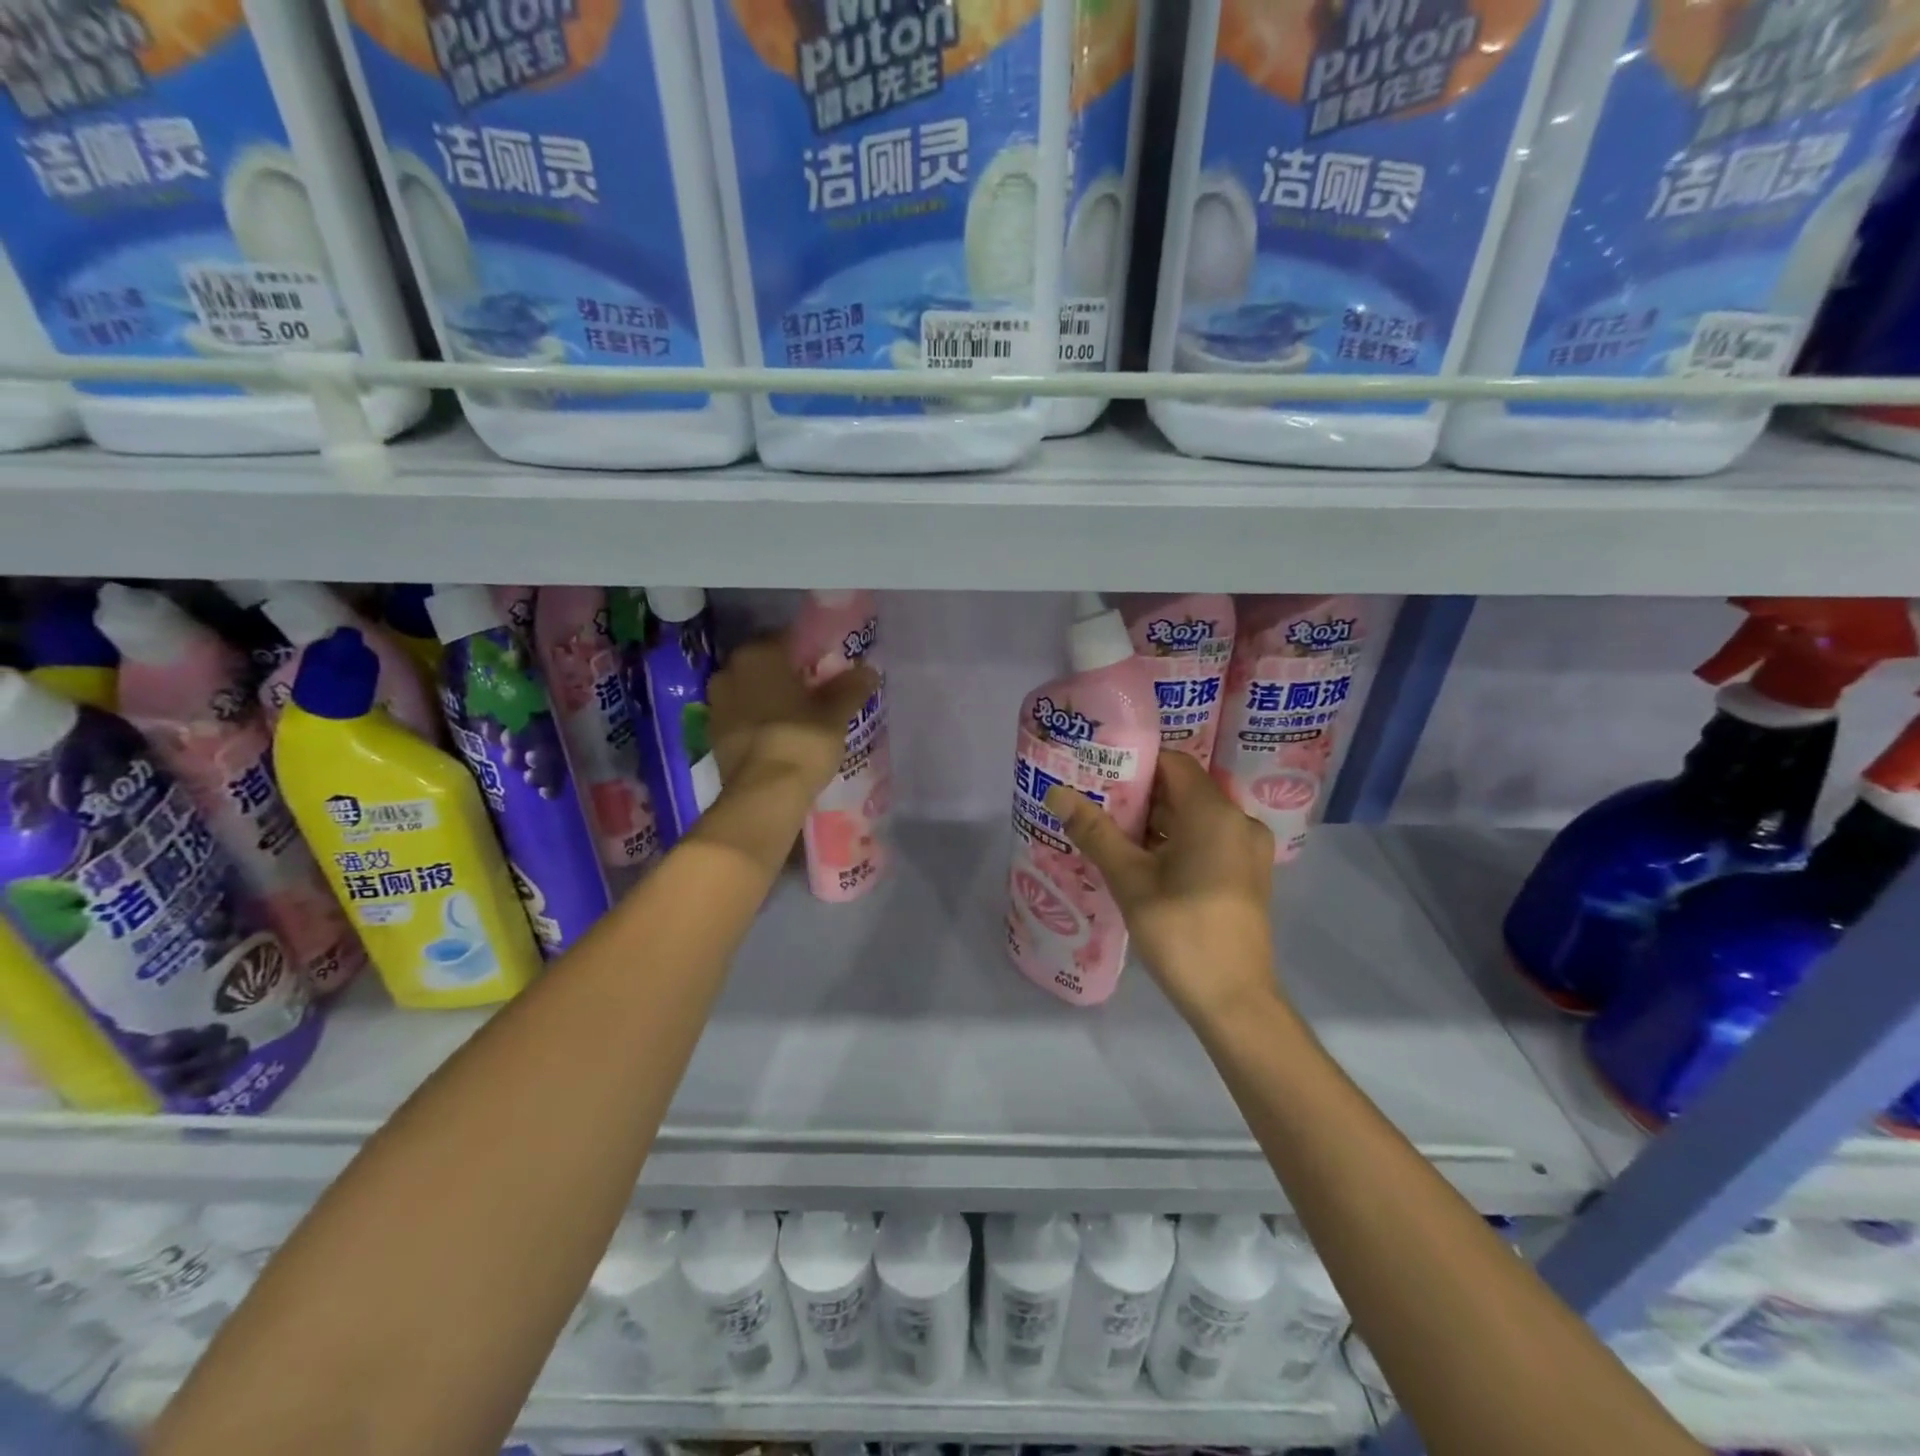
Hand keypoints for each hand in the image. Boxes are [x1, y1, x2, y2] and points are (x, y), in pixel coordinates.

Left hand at [707, 636, 879, 802]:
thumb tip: (869, 671)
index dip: (809, 651)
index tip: (828, 666)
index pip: (787, 638)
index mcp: (759, 654)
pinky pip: (741, 716)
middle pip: (764, 664)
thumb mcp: (835, 714)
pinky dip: (757, 721)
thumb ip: (851, 688)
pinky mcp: (713, 735)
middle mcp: (730, 671)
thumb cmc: (801, 740)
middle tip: (815, 691)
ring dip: (769, 698)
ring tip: (797, 714)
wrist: (764, 794)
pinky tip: (779, 734)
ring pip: (749, 690)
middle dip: (786, 674)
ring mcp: (716, 704)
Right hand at [1045, 753, 1278, 1025]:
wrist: (1234, 1001)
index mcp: (1215, 814)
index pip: (1173, 763)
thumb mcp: (1130, 880)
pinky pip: (1208, 841)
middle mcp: (1239, 822)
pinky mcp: (1247, 875)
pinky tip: (1141, 861)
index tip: (1098, 773)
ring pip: (1195, 818)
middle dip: (1139, 795)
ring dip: (1155, 822)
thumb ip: (1095, 832)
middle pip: (1184, 790)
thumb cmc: (1180, 932)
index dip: (1135, 763)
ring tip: (1110, 831)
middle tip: (1094, 803)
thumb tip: (1057, 793)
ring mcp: (1248, 850)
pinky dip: (1176, 842)